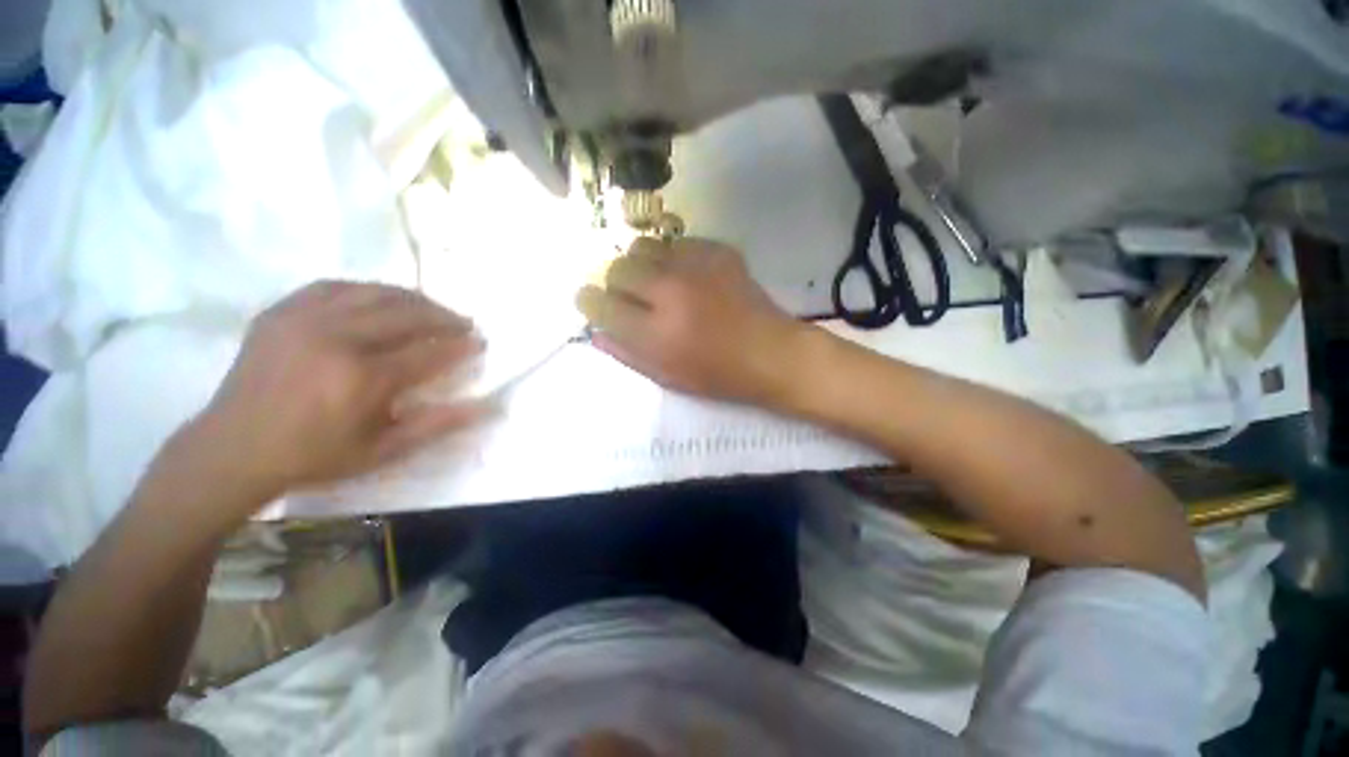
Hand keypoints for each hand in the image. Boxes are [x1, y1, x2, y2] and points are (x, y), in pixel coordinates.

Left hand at [199, 281, 487, 498]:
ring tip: (431, 308)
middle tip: (463, 323)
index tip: (479, 343)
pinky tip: (380, 299)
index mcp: (363, 378)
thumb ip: (437, 425)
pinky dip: (367, 290)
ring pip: (374, 293)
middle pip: (406, 314)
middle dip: (444, 316)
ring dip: (412, 298)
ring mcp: (305, 320)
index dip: (460, 346)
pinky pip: (335, 286)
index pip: (429, 352)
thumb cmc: (314, 457)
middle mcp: (337, 339)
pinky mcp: (282, 312)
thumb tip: (485, 407)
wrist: (232, 450)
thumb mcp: (382, 451)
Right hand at [576, 238, 804, 404]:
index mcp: (656, 332)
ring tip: (657, 283)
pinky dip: (672, 258)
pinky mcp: (718, 251)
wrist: (772, 353)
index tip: (592, 303)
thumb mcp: (667, 376)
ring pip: (643, 246)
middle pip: (617, 268)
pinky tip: (688, 277)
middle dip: (615, 283)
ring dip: (641, 265)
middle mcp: (670, 292)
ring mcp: (696, 266)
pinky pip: (677, 242)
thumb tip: (595, 333)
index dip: (589, 302)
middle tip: (630, 297)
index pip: (600, 304)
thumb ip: (626, 353)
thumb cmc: (718, 375)